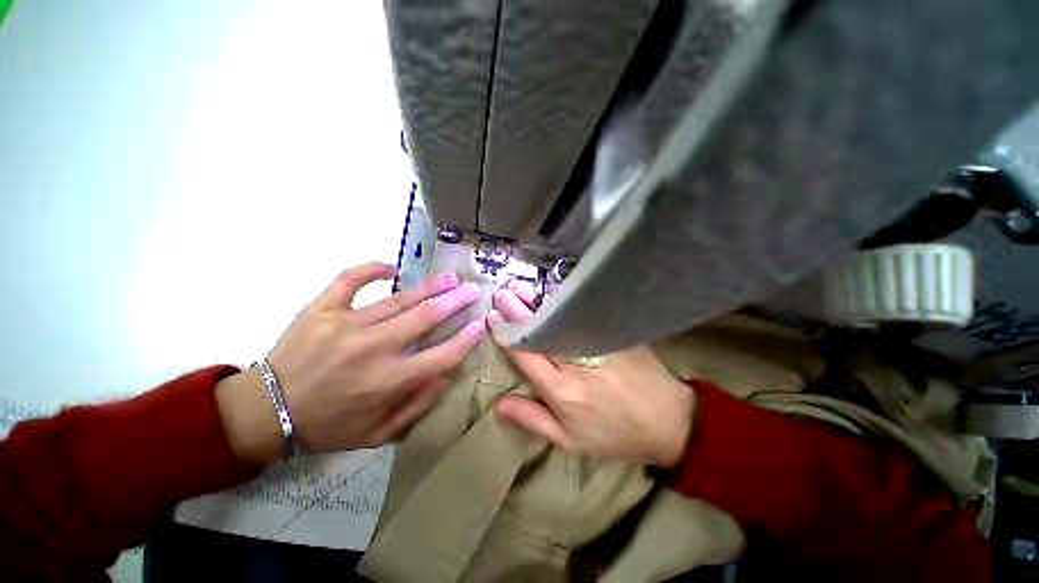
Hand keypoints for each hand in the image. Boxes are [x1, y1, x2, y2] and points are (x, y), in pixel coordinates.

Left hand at [217, 263, 484, 464]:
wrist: (266, 414)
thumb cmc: (328, 426)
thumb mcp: (378, 434)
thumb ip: (416, 406)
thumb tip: (444, 376)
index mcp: (389, 380)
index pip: (441, 355)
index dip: (465, 340)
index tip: (479, 325)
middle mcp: (374, 348)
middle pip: (426, 318)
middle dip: (455, 302)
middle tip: (473, 290)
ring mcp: (346, 324)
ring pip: (398, 299)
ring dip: (429, 287)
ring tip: (450, 278)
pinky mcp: (321, 309)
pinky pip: (349, 280)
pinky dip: (371, 270)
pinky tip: (392, 268)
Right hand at [488, 281, 694, 468]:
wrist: (667, 421)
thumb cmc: (614, 434)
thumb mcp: (570, 440)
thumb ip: (533, 419)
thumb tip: (498, 405)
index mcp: (561, 390)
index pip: (526, 355)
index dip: (507, 336)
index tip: (494, 319)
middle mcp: (575, 362)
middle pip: (541, 331)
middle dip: (518, 311)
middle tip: (503, 294)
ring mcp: (597, 344)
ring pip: (560, 319)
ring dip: (538, 302)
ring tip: (520, 288)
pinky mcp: (614, 335)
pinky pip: (584, 316)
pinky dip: (565, 303)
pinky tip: (553, 293)